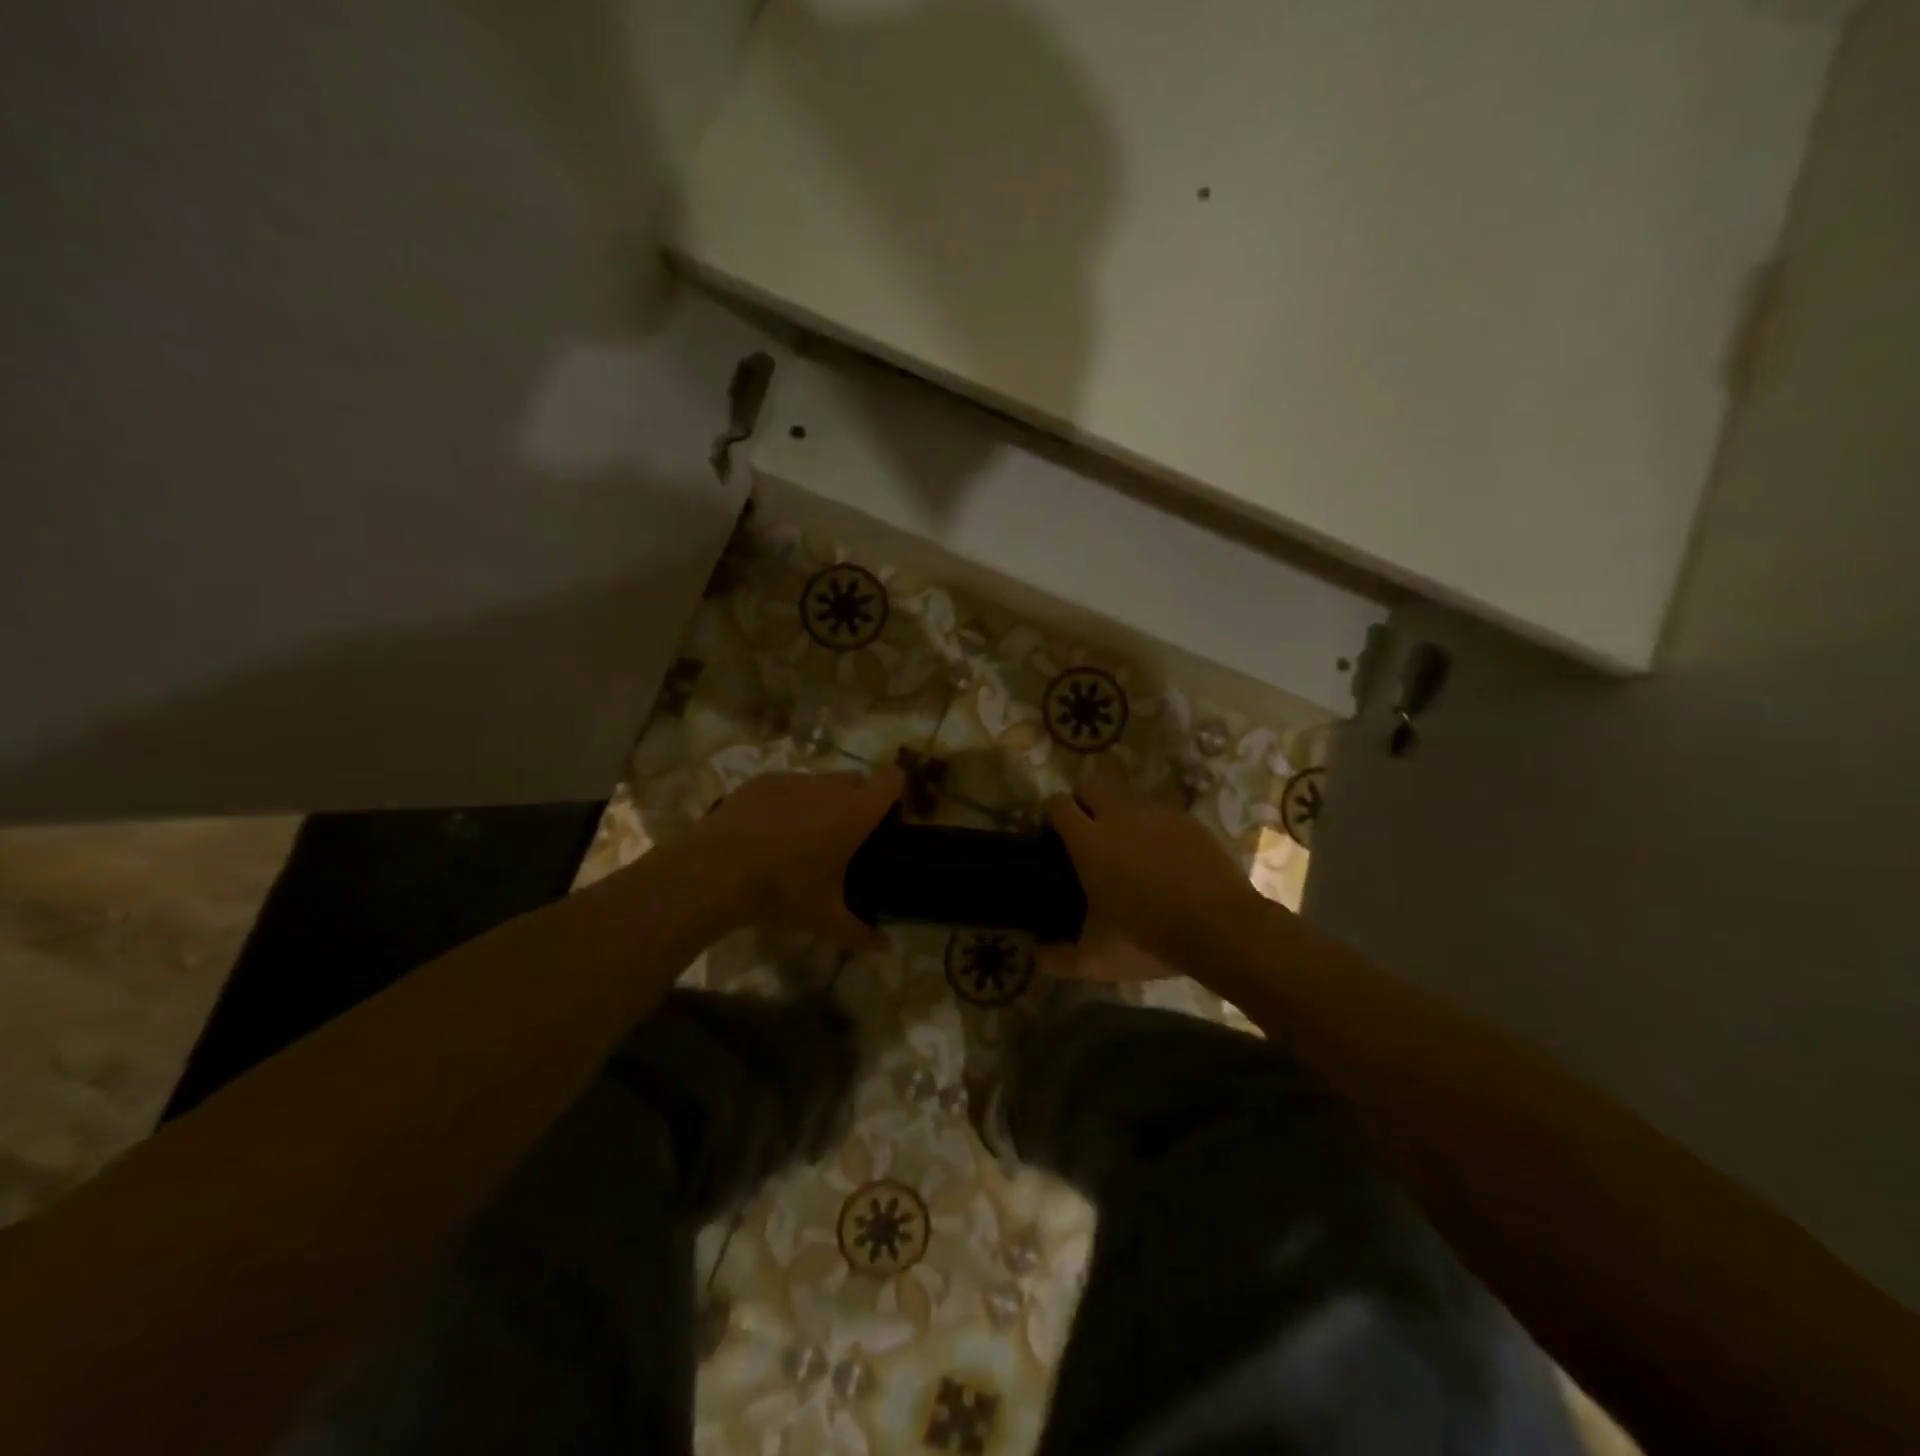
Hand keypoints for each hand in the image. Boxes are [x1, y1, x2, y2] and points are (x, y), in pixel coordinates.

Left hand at [690, 768, 904, 952]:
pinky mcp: (758, 782)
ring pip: (818, 782)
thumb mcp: (824, 919)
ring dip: (820, 801)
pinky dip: (785, 803)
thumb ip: (859, 932)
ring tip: (802, 836)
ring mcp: (791, 780)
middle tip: (846, 836)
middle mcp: (828, 787)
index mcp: (855, 812)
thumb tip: (885, 950)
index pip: (892, 781)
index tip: (889, 816)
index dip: (896, 793)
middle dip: (857, 800)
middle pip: (856, 780)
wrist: (714, 871)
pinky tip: (766, 832)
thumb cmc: (783, 891)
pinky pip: (784, 787)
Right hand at [1041, 781, 1259, 977]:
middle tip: (1089, 840)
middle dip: (1083, 804)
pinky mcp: (1188, 820)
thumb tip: (1036, 955)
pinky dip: (1154, 829)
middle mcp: (1118, 815)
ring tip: (1129, 851)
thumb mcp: (1096, 960)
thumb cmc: (1147, 938)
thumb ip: (1058, 959)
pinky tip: (1165, 859)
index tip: (1054, 840)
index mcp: (1088, 840)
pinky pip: (1160, 813)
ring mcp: (1156, 813)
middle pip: (1089, 786)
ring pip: (1126, 798)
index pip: (1057, 804)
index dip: (1052, 817)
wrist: (1221, 928)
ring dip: (1119, 815)